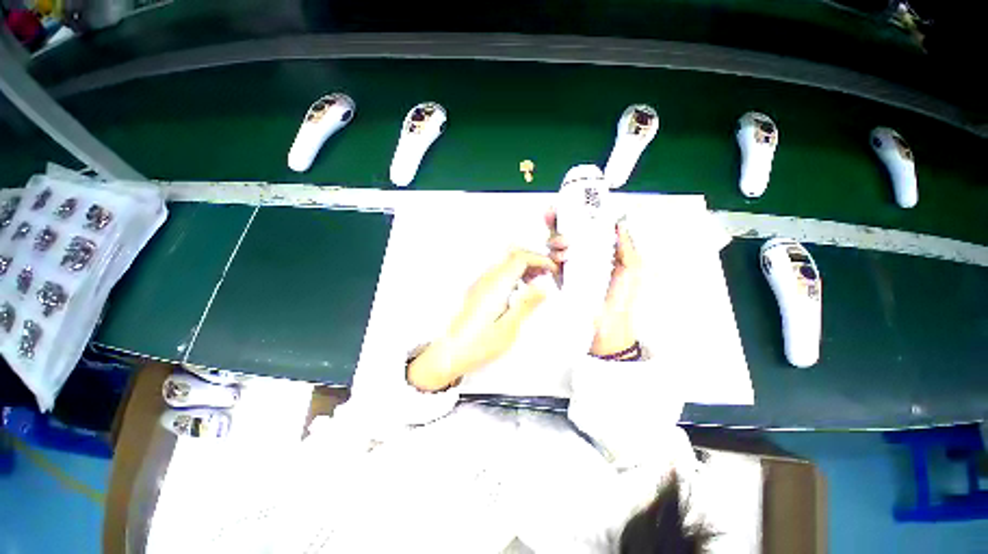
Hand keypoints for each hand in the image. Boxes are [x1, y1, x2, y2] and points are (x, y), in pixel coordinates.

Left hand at [407, 249, 558, 390]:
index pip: (520, 258)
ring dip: (523, 266)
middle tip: (547, 273)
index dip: (539, 260)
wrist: (449, 353)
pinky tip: (519, 290)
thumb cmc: (478, 345)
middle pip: (512, 255)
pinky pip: (498, 272)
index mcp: (495, 286)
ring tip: (536, 281)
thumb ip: (526, 305)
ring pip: (505, 263)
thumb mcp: (508, 328)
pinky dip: (513, 274)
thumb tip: (543, 288)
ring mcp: (480, 283)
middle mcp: (486, 280)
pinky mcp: (477, 290)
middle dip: (532, 260)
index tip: (552, 270)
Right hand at [546, 211, 641, 356]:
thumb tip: (619, 223)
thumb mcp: (631, 268)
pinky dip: (550, 257)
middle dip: (556, 221)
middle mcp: (582, 255)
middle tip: (553, 216)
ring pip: (554, 245)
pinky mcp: (559, 278)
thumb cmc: (623, 298)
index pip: (585, 226)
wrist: (608, 324)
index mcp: (600, 250)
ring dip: (555, 240)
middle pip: (564, 231)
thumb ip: (626, 245)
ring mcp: (569, 266)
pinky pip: (549, 262)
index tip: (568, 204)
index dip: (575, 214)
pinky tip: (557, 259)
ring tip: (564, 247)